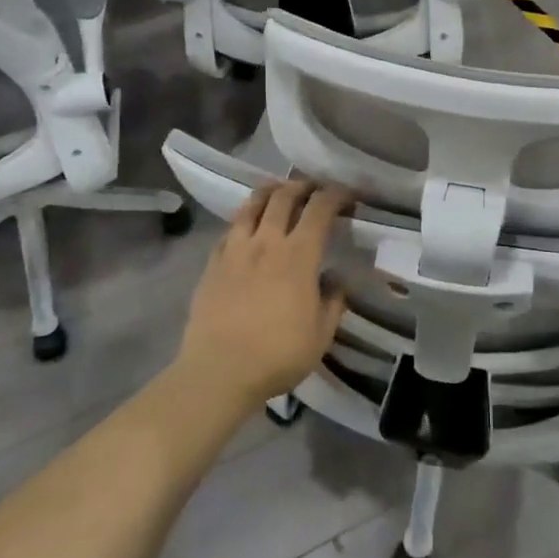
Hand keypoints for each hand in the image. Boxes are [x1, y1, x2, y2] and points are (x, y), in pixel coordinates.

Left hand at [174, 180, 350, 412]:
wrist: (219, 371)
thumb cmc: (278, 355)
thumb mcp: (321, 335)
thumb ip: (333, 302)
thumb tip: (336, 280)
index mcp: (299, 256)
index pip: (319, 209)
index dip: (335, 195)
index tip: (346, 196)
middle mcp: (266, 242)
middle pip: (283, 197)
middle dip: (302, 186)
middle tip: (313, 189)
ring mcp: (235, 250)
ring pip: (251, 205)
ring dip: (269, 192)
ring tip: (278, 192)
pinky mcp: (212, 263)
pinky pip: (229, 230)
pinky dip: (243, 220)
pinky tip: (247, 227)